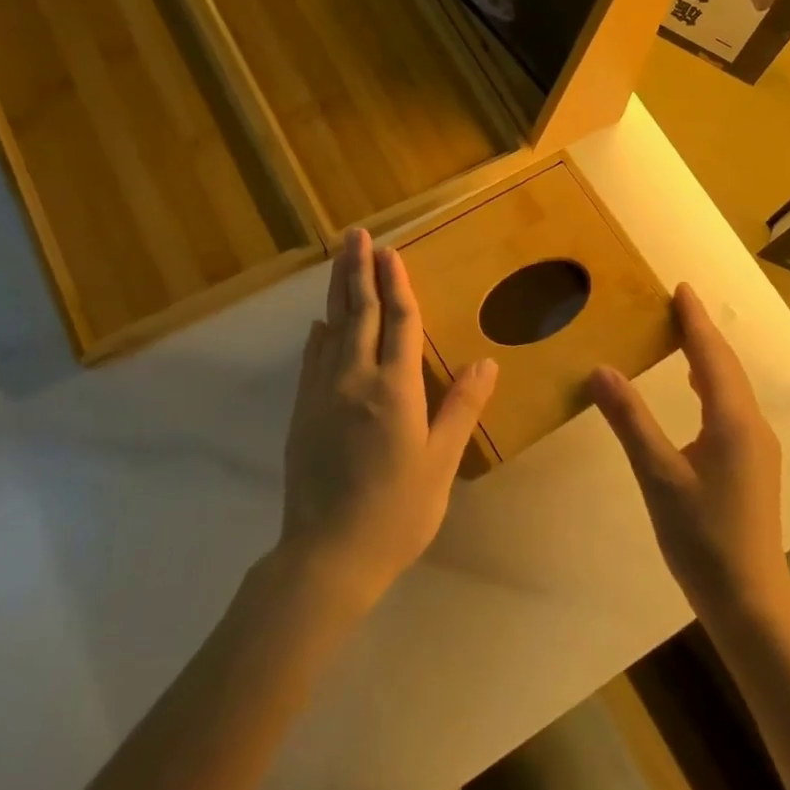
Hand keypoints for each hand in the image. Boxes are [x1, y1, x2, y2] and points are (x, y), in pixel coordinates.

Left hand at [278, 227, 497, 608]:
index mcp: (393, 388)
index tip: (391, 252)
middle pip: (359, 313)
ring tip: (339, 260)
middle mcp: (354, 379)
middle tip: (356, 235)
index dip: (397, 285)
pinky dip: (319, 334)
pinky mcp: (303, 412)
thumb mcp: (440, 462)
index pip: (399, 323)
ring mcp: (322, 394)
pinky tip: (321, 325)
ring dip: (337, 291)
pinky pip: (312, 359)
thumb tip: (486, 364)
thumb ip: (461, 408)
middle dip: (359, 270)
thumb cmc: (396, 512)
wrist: (327, 555)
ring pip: (332, 329)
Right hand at [589, 283, 786, 614]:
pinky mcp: (752, 466)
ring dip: (708, 359)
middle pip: (727, 368)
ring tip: (683, 337)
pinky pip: (731, 408)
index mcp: (733, 422)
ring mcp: (756, 448)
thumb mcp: (658, 476)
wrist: (748, 600)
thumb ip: (630, 420)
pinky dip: (711, 386)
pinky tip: (696, 393)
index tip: (681, 288)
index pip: (712, 357)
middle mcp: (753, 427)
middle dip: (702, 333)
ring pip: (732, 389)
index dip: (695, 321)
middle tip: (677, 305)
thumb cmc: (702, 537)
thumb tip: (601, 369)